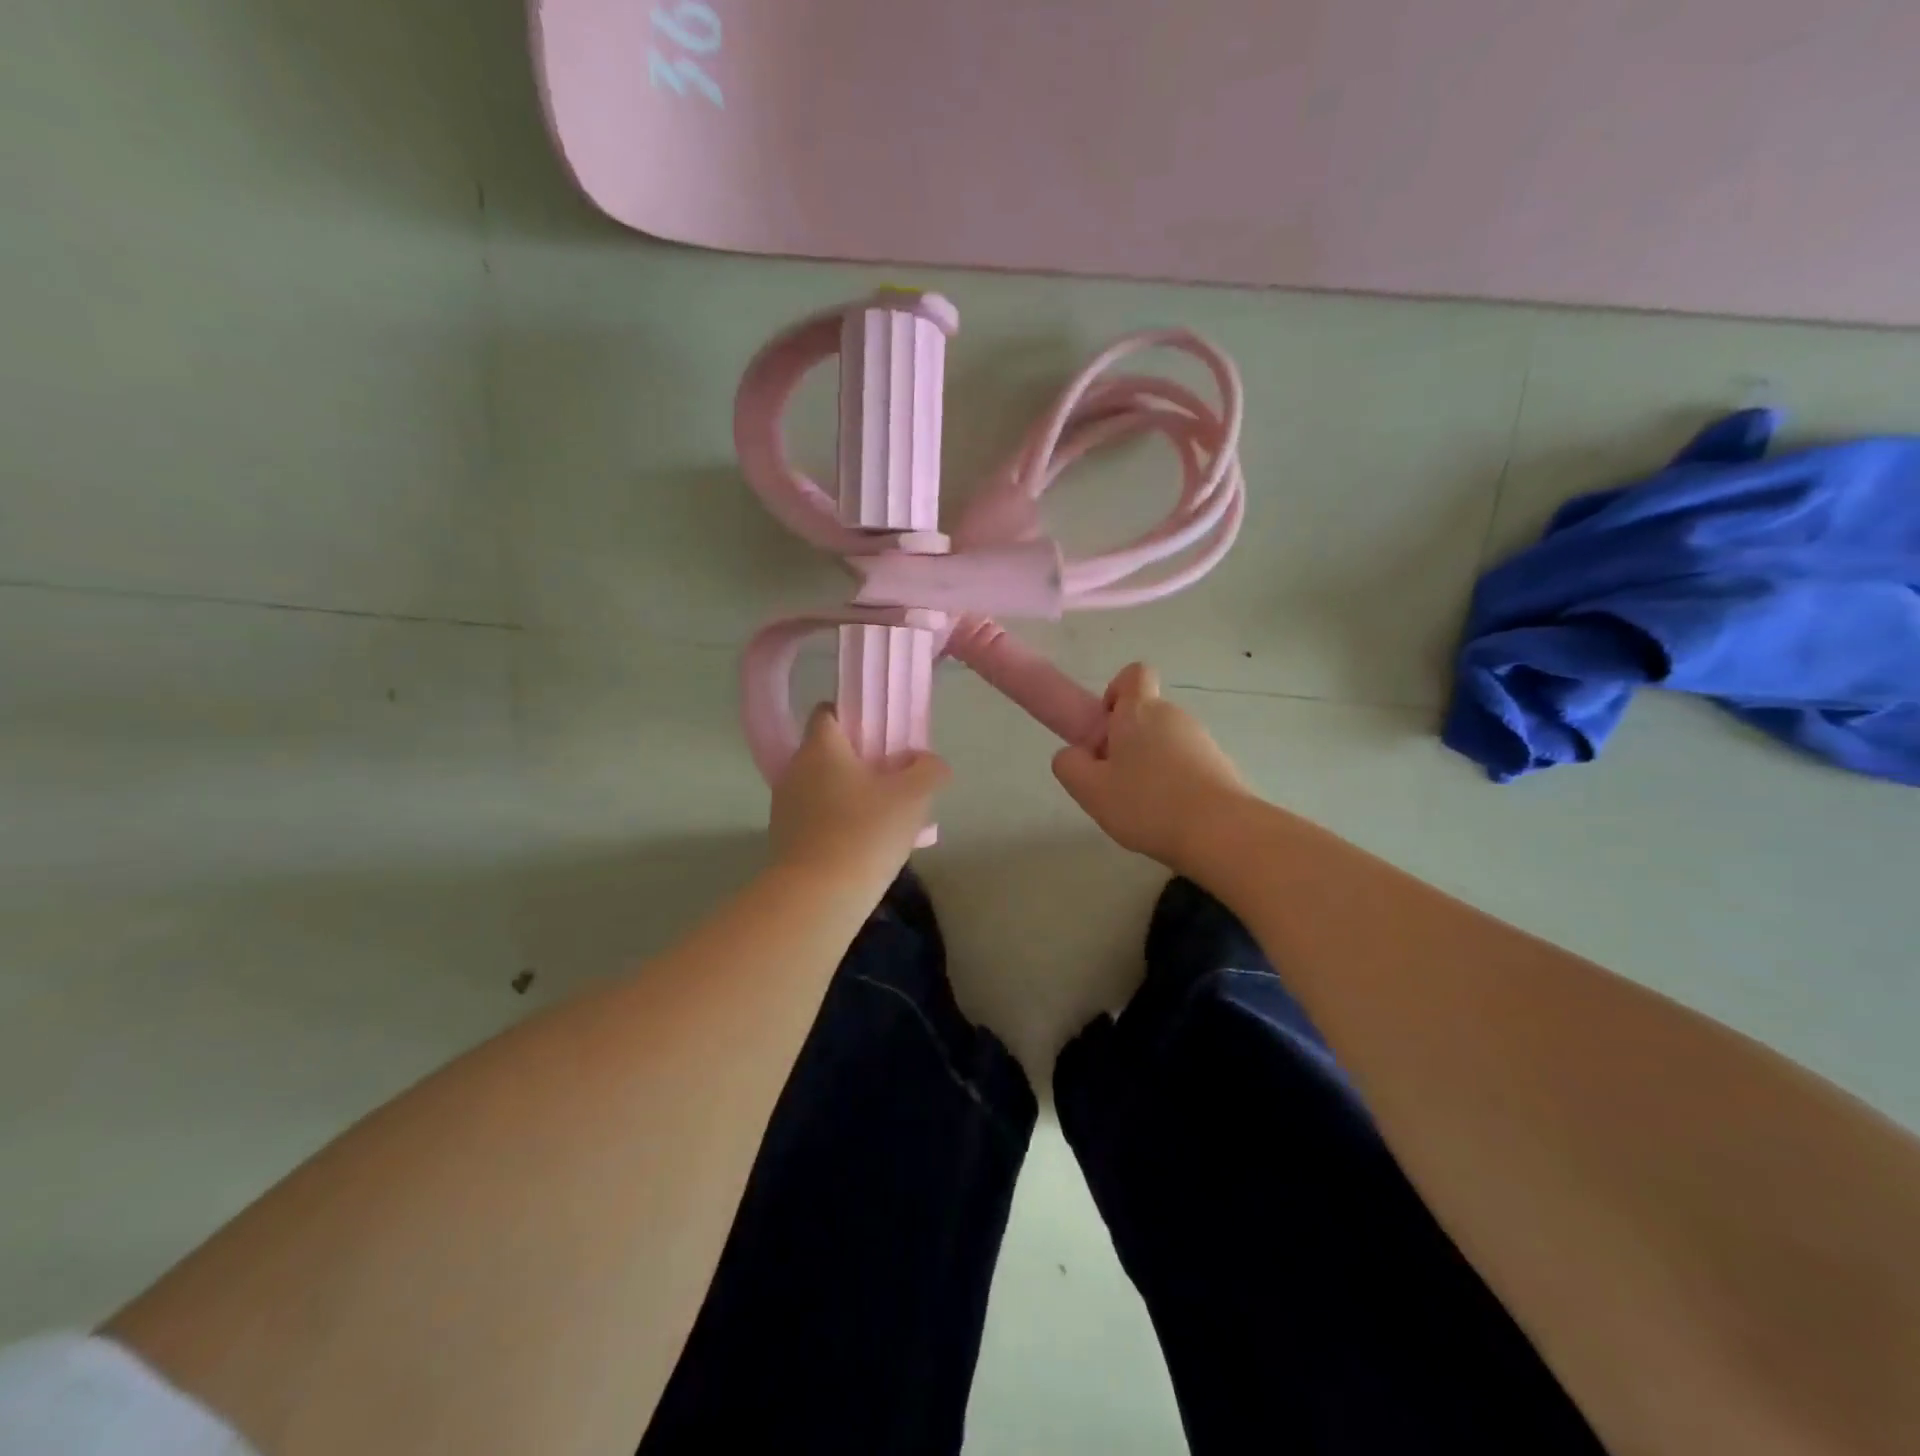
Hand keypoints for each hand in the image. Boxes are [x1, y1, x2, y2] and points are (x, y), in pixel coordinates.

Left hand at [770, 705, 950, 885]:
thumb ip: (928, 770)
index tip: (882, 737)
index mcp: (821, 747)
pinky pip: (815, 817)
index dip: (855, 717)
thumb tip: (928, 762)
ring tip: (881, 817)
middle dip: (858, 761)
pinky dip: (835, 822)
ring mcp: (785, 805)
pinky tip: (861, 844)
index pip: (828, 712)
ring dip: (848, 794)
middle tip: (892, 780)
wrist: (817, 897)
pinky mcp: (784, 838)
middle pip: (827, 751)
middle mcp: (795, 769)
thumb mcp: (914, 797)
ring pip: (822, 786)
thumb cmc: (865, 833)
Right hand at [1052, 663, 1250, 872]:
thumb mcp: (1090, 789)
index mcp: (1139, 711)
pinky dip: (1175, 783)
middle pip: (1145, 714)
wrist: (1222, 832)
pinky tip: (1170, 816)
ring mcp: (1202, 740)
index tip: (1106, 729)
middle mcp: (1173, 715)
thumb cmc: (1147, 804)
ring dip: (1150, 765)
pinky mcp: (1221, 765)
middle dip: (1127, 741)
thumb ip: (1069, 765)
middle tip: (1114, 780)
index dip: (1116, 693)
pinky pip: (1187, 765)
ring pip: (1166, 742)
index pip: (1133, 674)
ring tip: (1142, 806)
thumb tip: (1074, 754)